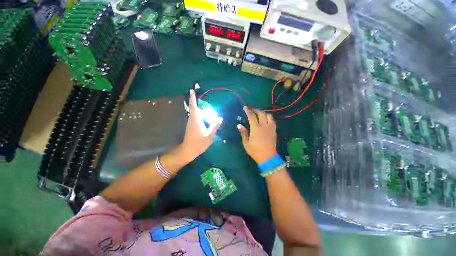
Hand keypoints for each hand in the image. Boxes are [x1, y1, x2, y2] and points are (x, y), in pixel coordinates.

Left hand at [180, 90, 222, 160]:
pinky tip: (204, 117)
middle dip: (196, 102)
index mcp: (196, 120)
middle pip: (193, 108)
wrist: (188, 151)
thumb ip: (215, 126)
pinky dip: (199, 114)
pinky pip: (195, 117)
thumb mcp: (210, 135)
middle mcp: (191, 120)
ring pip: (194, 113)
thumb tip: (220, 118)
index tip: (191, 90)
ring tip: (205, 106)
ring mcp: (190, 123)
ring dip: (198, 108)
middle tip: (202, 97)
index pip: (193, 106)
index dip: (192, 98)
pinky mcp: (191, 127)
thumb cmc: (199, 143)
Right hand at [238, 107, 276, 163]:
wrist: (268, 157)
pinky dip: (269, 118)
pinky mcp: (274, 131)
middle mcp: (264, 126)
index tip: (245, 107)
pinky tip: (266, 119)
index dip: (248, 111)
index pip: (252, 116)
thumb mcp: (246, 143)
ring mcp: (270, 128)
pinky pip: (273, 121)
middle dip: (256, 110)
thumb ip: (243, 133)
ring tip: (259, 114)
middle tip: (252, 109)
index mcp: (256, 128)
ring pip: (269, 116)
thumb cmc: (255, 151)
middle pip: (261, 113)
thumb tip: (239, 125)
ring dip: (263, 113)